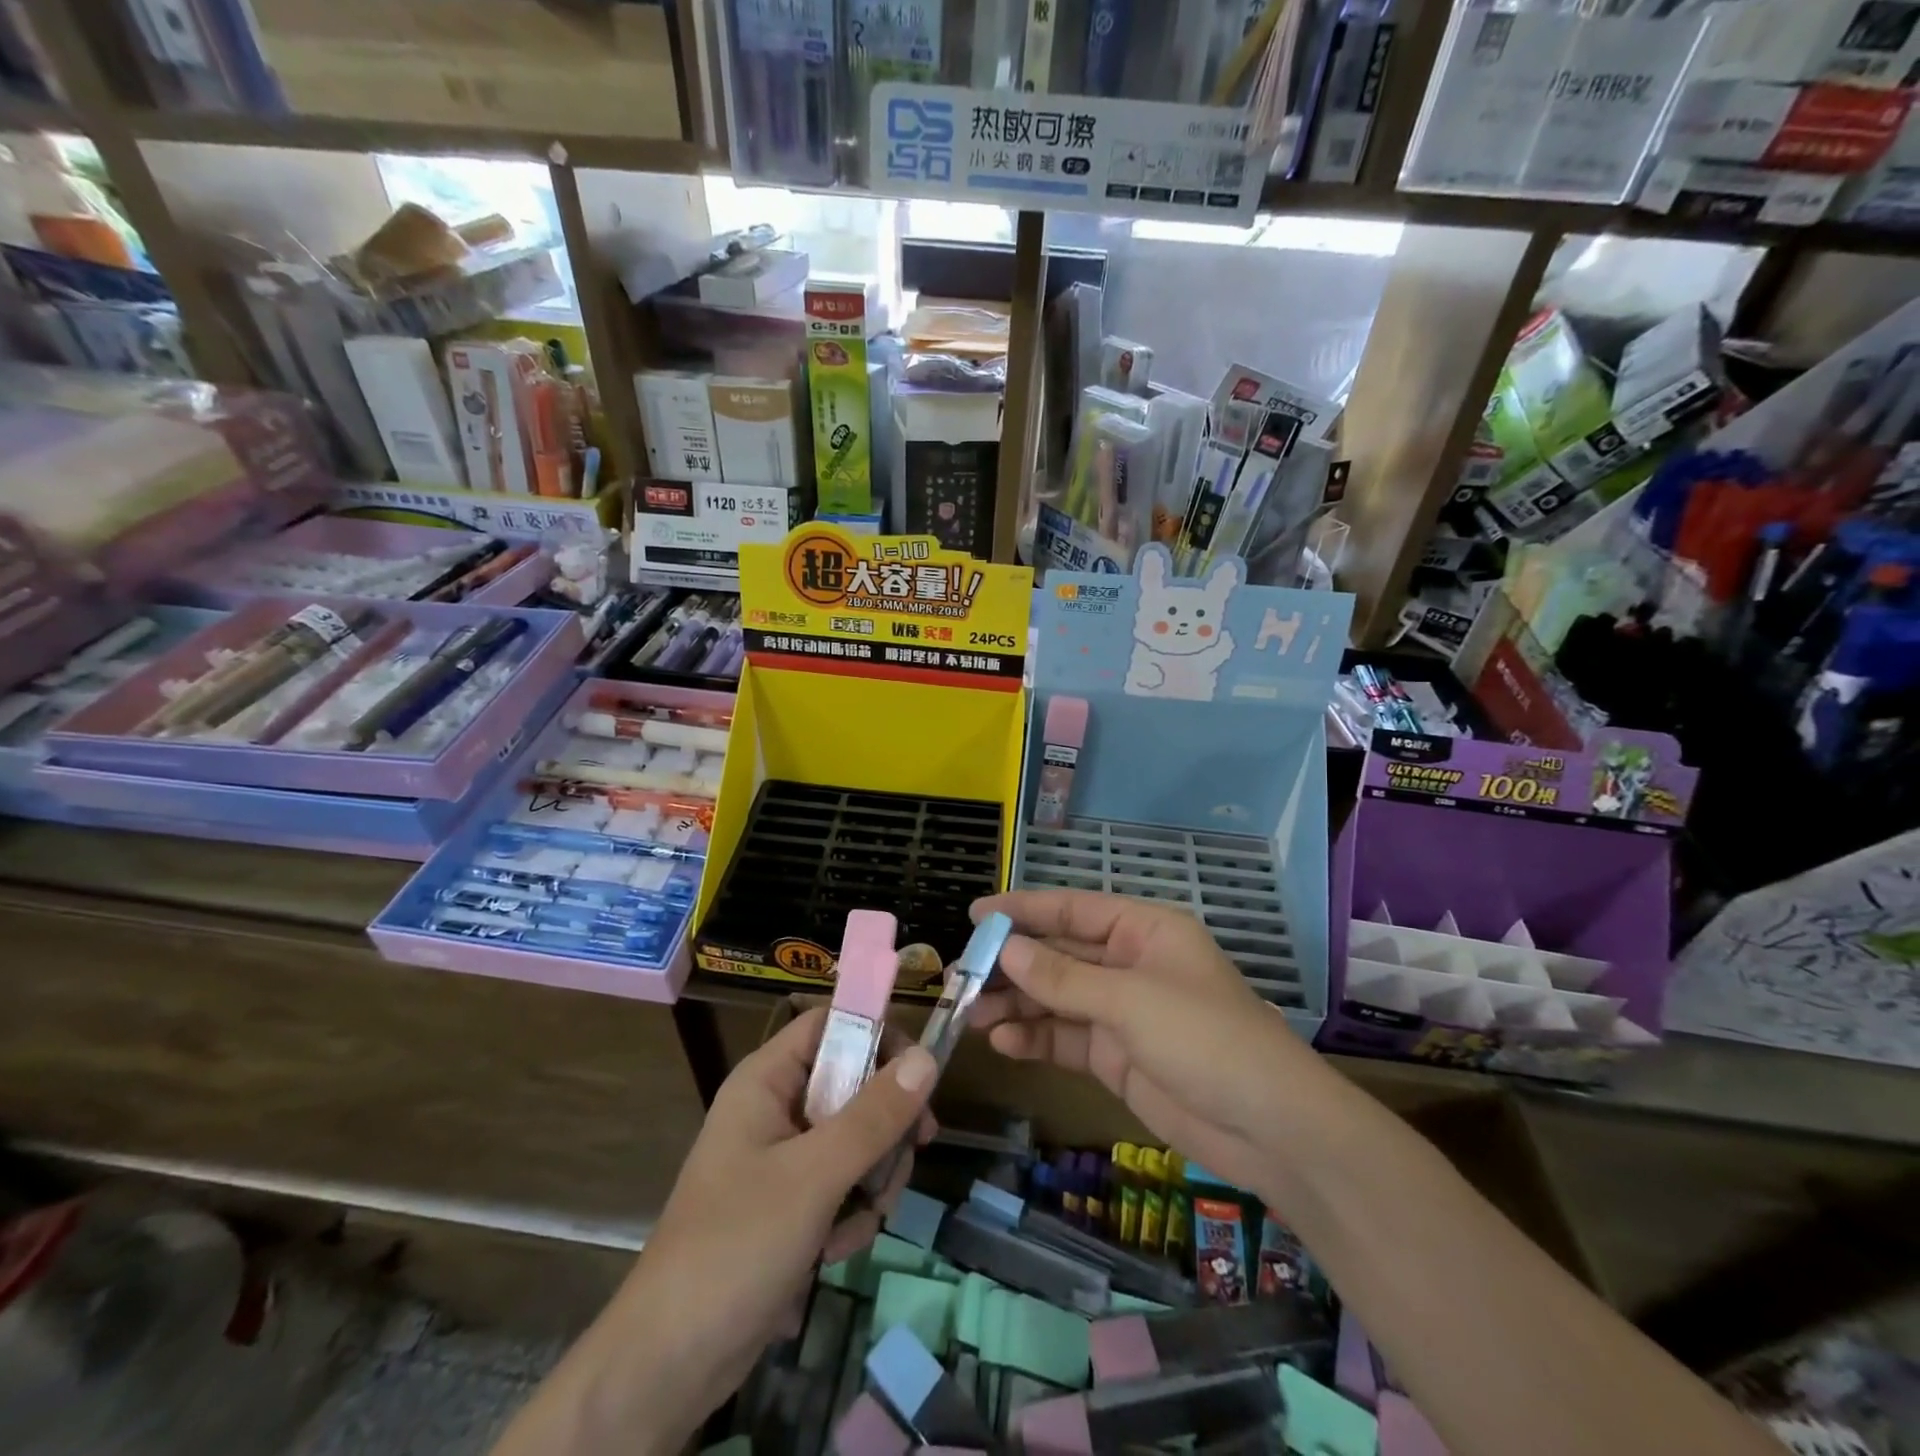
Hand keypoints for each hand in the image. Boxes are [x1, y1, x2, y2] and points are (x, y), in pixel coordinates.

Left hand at [490, 1009, 936, 1455]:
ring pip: (858, 1138)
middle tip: (906, 1157)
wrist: (669, 1364)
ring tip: (857, 1223)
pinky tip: (836, 1250)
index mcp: (767, 1079)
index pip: (833, 1024)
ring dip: (872, 1179)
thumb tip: (928, 1057)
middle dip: (885, 1128)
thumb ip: (874, 1116)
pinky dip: (852, 1212)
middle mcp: (776, 1106)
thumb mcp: (814, 1177)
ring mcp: (784, 1157)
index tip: (920, 1075)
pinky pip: (844, 1183)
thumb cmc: (735, 1247)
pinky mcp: (792, 1202)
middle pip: (855, 1083)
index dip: (878, 1035)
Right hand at [969, 889, 1315, 1194]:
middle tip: (962, 976)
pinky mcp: (1117, 1056)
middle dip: (1013, 965)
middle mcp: (1130, 964)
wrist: (1270, 1129)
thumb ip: (1064, 978)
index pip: (1073, 909)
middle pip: (1060, 955)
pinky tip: (1005, 1044)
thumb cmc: (1206, 1040)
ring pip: (1057, 999)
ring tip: (972, 1015)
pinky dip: (1037, 1039)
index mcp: (1144, 930)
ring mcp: (1123, 1012)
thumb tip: (1006, 949)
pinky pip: (1066, 1039)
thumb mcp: (1130, 1001)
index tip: (975, 915)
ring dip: (1017, 1005)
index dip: (1024, 910)